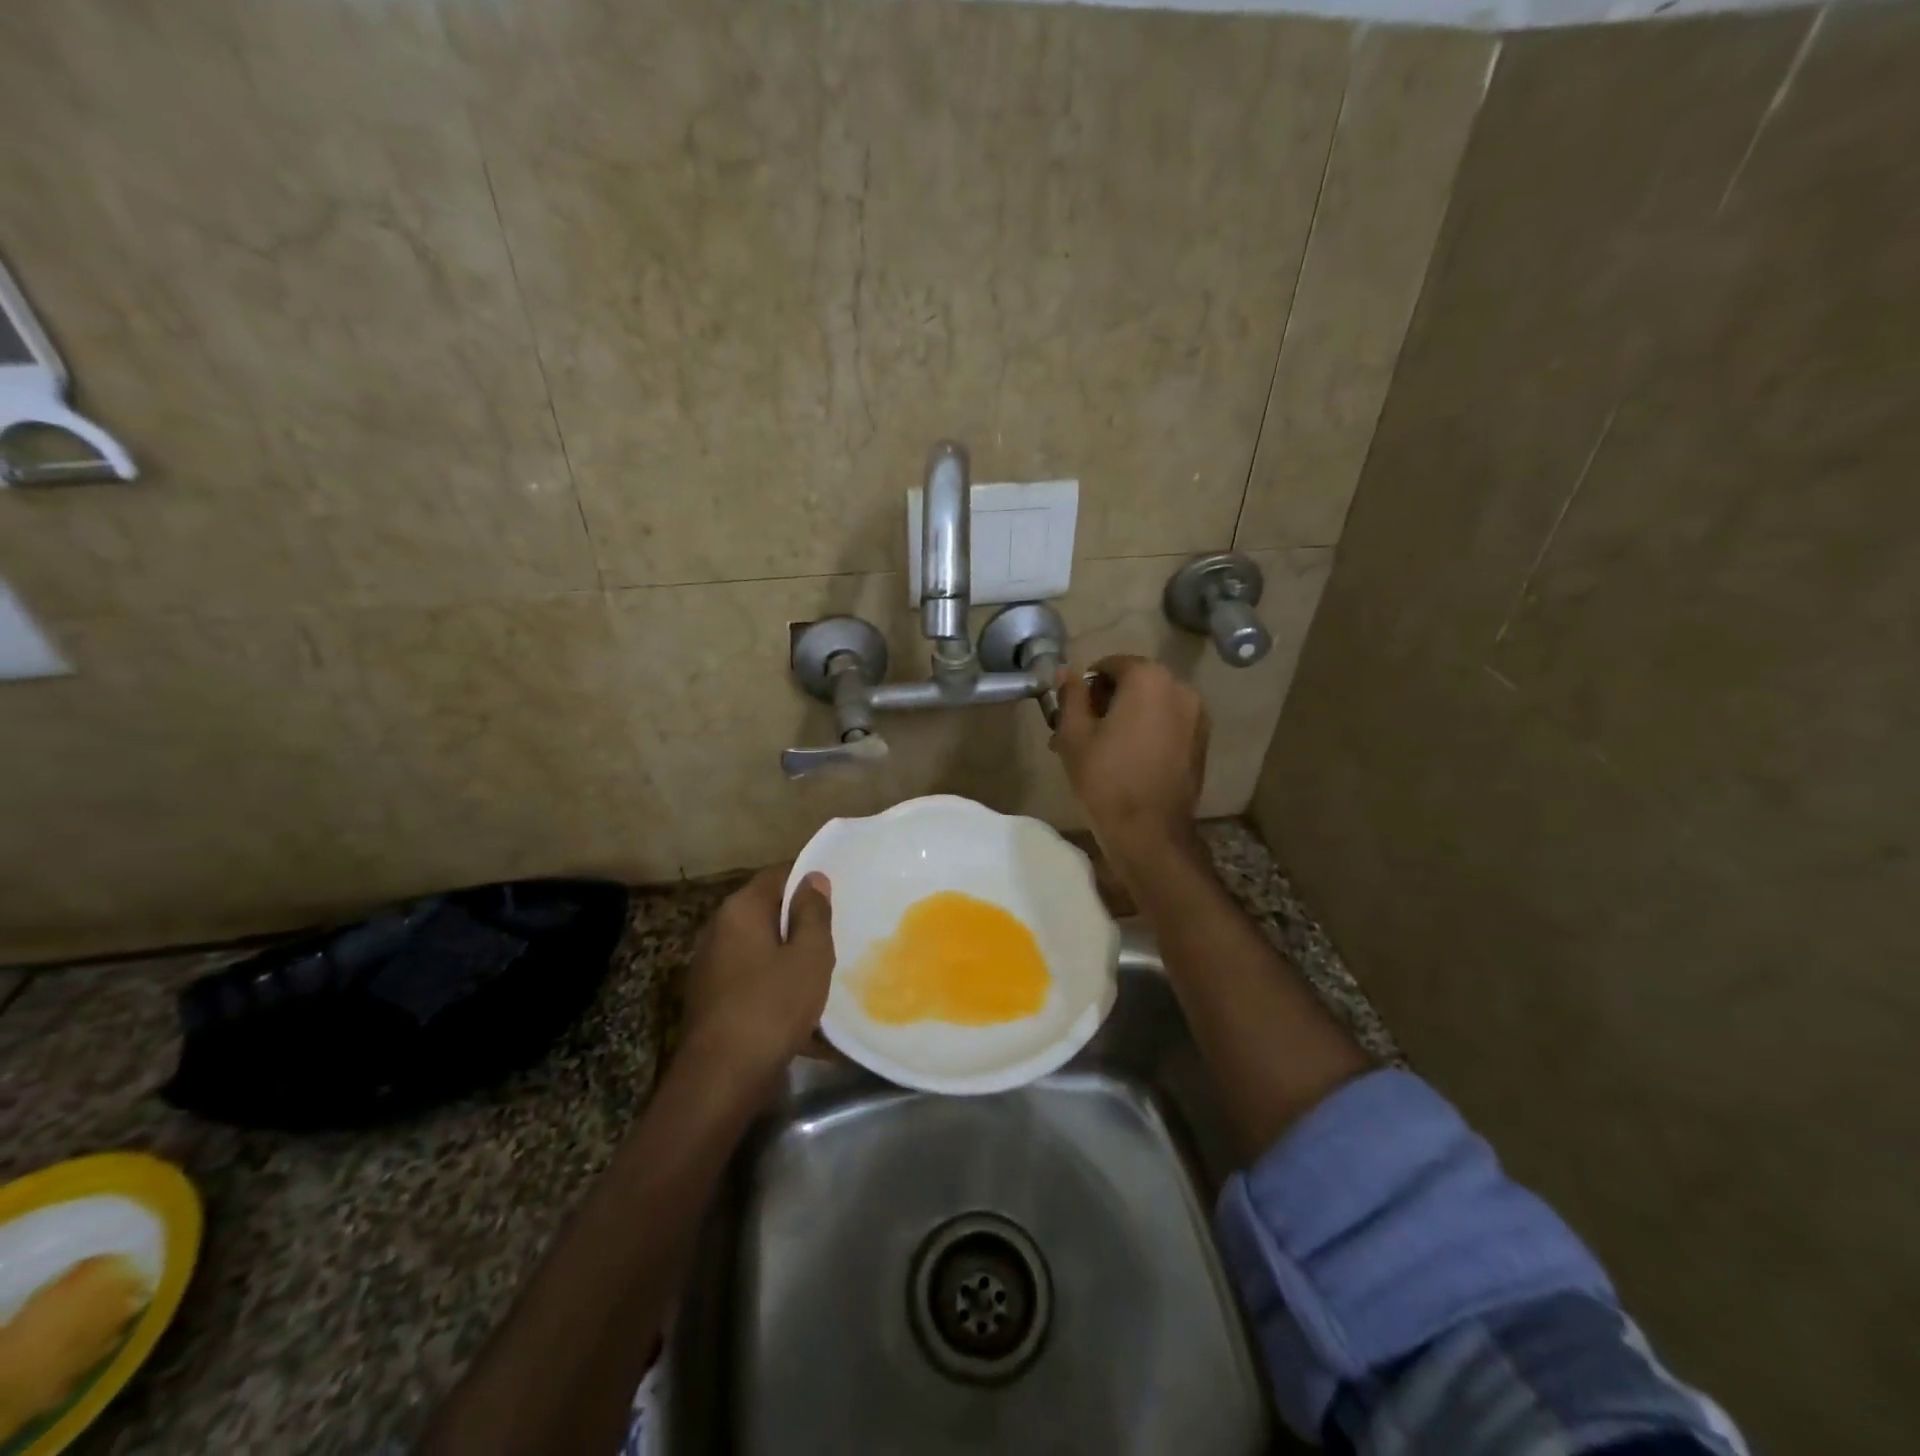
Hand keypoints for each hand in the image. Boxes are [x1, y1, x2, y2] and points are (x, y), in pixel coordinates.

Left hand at [681, 867, 834, 1082]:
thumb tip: (813, 878)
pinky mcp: (713, 999)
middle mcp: (719, 930)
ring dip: (790, 954)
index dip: (809, 880)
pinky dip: (776, 982)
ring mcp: (712, 966)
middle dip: (801, 920)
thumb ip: (813, 913)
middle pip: (767, 911)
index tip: (839, 891)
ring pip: (761, 947)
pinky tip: (801, 1004)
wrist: (722, 1078)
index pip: (778, 875)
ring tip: (824, 968)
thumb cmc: (772, 1006)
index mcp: (740, 910)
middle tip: (838, 930)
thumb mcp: (809, 955)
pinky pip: (752, 977)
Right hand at [1051, 655, 1208, 870]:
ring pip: (1151, 704)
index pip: (1110, 664)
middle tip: (1081, 731)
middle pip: (1134, 682)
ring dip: (1126, 716)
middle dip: (1107, 700)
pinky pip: (1167, 723)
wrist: (1149, 831)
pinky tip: (1127, 758)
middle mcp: (1180, 688)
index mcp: (1148, 679)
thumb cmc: (1106, 778)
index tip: (1072, 711)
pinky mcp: (1201, 741)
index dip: (1087, 685)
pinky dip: (1147, 730)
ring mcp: (1196, 715)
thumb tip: (1065, 673)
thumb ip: (1070, 696)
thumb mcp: (1074, 734)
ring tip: (1101, 748)